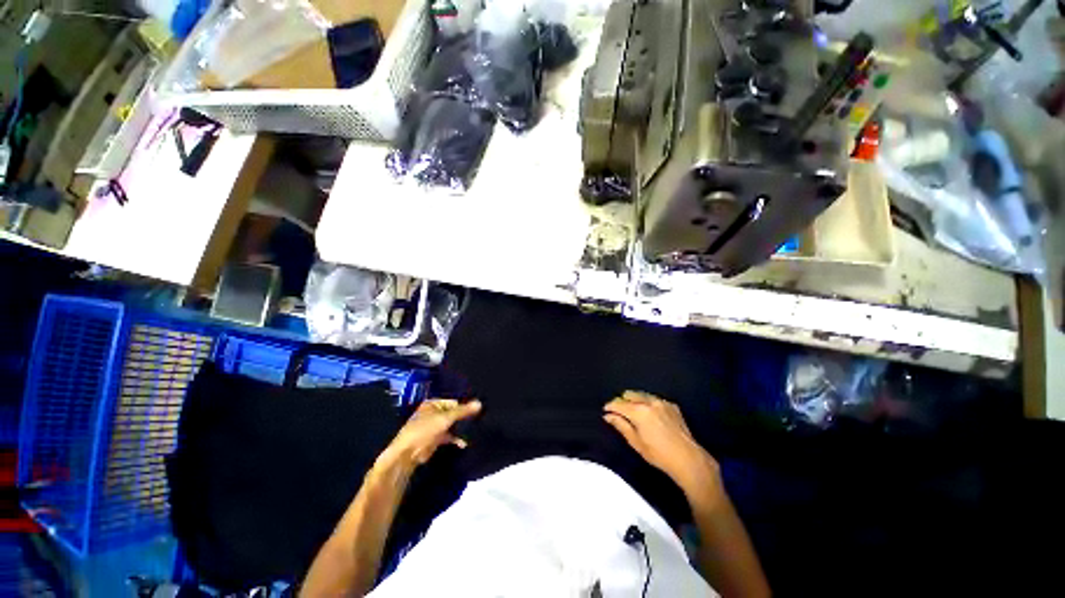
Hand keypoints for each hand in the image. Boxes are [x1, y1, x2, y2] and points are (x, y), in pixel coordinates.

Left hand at [382, 399, 481, 467]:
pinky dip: (456, 439)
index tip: (476, 412)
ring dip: (461, 429)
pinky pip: (449, 436)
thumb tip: (480, 403)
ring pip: (452, 425)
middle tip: (477, 420)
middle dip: (463, 418)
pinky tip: (464, 443)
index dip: (464, 407)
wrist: (407, 454)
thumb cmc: (424, 430)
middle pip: (453, 413)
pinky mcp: (435, 439)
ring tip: (473, 430)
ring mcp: (434, 426)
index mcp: (433, 404)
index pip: (453, 402)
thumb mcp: (445, 418)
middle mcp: (433, 413)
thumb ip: (463, 411)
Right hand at [604, 391, 720, 498]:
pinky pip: (654, 399)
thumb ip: (621, 425)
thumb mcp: (636, 442)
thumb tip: (608, 416)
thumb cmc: (658, 454)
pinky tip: (650, 415)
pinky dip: (648, 404)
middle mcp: (649, 401)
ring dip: (635, 401)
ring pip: (641, 395)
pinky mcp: (671, 405)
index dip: (610, 407)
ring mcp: (662, 402)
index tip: (605, 411)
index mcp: (638, 411)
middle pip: (629, 394)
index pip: (618, 403)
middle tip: (619, 413)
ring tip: (634, 412)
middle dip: (622, 401)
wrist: (688, 459)